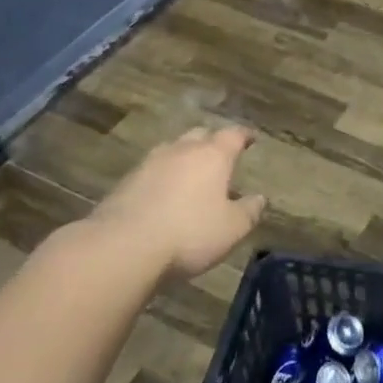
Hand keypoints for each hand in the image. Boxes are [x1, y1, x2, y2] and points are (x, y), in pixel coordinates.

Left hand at [87, 127, 266, 278]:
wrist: (122, 247)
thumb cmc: (189, 234)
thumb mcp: (231, 229)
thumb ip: (249, 211)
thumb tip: (260, 198)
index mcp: (213, 156)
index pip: (233, 135)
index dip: (244, 135)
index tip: (251, 138)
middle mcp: (182, 150)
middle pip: (200, 134)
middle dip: (212, 141)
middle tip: (220, 154)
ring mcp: (150, 164)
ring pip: (172, 149)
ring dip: (184, 156)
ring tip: (191, 172)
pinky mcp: (125, 182)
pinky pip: (151, 170)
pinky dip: (162, 176)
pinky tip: (163, 193)